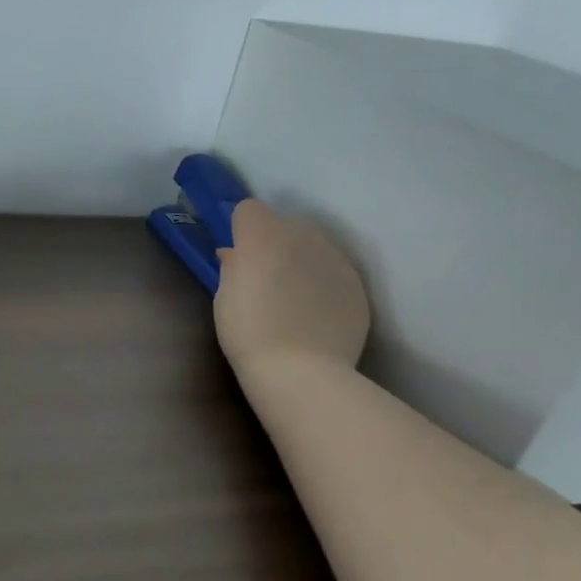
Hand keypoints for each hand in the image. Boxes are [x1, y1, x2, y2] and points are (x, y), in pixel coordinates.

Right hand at [214, 199, 369, 373]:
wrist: (300, 371)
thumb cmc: (248, 333)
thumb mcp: (224, 297)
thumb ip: (232, 266)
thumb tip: (235, 253)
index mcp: (262, 235)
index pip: (248, 209)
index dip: (242, 230)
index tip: (239, 256)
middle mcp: (301, 235)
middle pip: (284, 225)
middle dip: (274, 243)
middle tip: (266, 280)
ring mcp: (334, 258)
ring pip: (313, 247)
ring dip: (302, 261)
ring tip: (295, 300)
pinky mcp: (356, 283)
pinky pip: (334, 272)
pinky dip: (324, 285)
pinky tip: (316, 315)